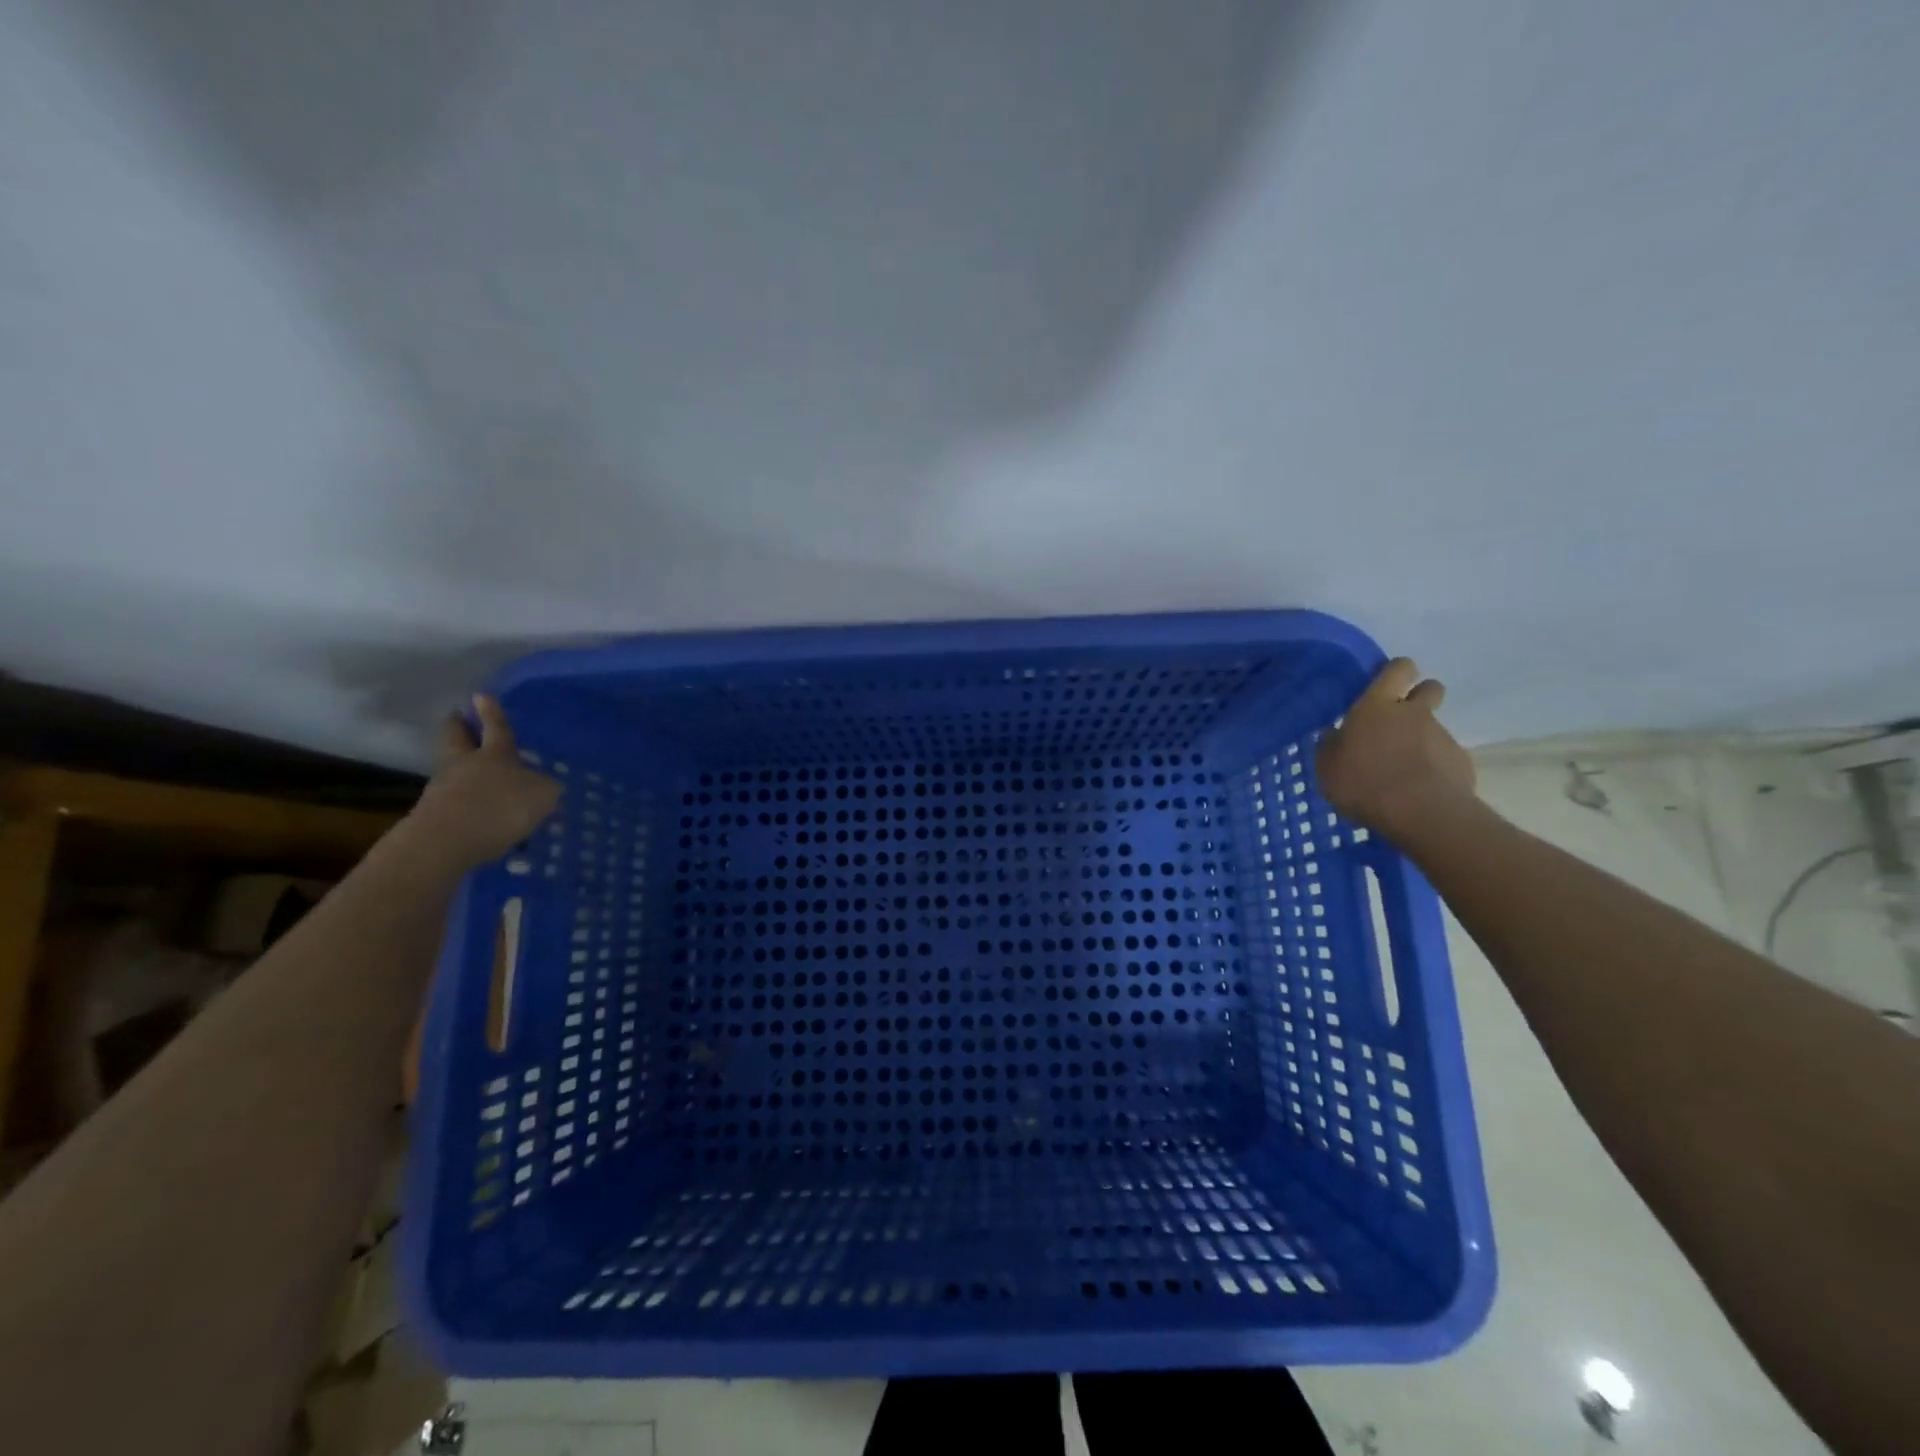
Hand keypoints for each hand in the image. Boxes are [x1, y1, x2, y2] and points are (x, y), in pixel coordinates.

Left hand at [404, 695, 561, 870]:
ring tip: (473, 771)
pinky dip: (461, 798)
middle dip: (460, 727)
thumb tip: (543, 784)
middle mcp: (465, 764)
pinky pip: (451, 798)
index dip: (491, 712)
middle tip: (459, 718)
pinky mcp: (434, 815)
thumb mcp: (542, 795)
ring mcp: (443, 788)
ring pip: (451, 767)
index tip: (481, 695)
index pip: (495, 727)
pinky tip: (475, 809)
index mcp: (495, 753)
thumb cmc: (499, 808)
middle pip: (456, 738)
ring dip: (460, 765)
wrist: (445, 843)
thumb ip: (545, 787)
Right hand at [1316, 658, 1475, 841]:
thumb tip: (1333, 734)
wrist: (1422, 814)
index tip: (1388, 684)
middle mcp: (1414, 713)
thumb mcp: (1327, 768)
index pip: (1398, 669)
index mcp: (1377, 706)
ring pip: (1434, 727)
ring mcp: (1442, 736)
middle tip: (1401, 720)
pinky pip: (1445, 757)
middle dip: (1420, 696)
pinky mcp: (1461, 762)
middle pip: (1430, 688)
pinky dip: (1435, 767)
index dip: (1396, 672)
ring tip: (1404, 769)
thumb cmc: (1364, 783)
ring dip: (1422, 739)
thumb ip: (1331, 747)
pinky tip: (1420, 789)